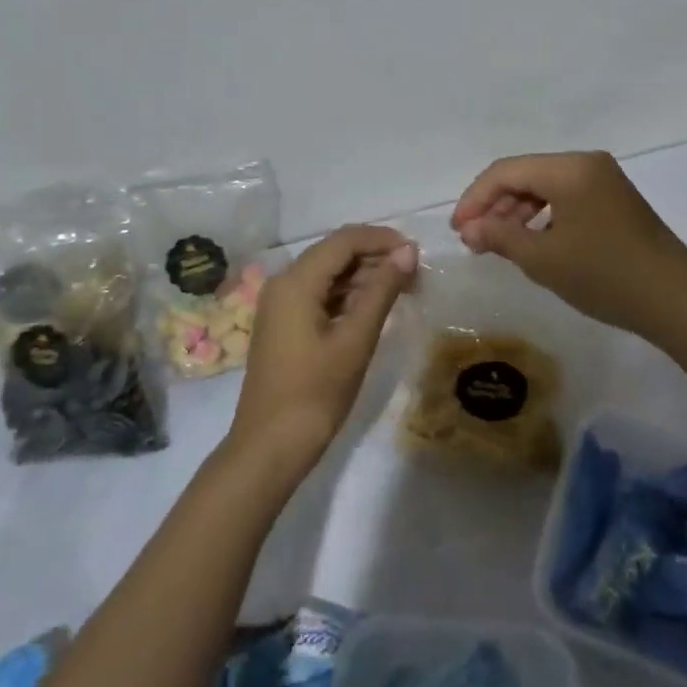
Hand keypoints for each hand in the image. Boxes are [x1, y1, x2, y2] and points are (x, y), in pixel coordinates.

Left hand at [228, 225, 417, 480]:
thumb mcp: (356, 339)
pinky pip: (320, 294)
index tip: (417, 252)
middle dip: (376, 256)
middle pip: (335, 252)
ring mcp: (281, 304)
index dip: (382, 238)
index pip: (344, 240)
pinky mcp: (285, 324)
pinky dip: (349, 294)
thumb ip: (382, 290)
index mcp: (296, 281)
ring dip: (365, 275)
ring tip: (403, 288)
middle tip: (415, 273)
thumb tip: (408, 251)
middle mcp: (284, 282)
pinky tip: (375, 307)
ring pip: (329, 273)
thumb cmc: (315, 394)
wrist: (269, 448)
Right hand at [450, 151, 686, 342]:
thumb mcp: (543, 259)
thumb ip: (499, 237)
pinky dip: (543, 216)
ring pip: (546, 187)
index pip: (506, 171)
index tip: (458, 230)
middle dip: (495, 205)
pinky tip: (533, 243)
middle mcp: (587, 164)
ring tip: (498, 245)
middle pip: (526, 175)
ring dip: (517, 212)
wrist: (675, 299)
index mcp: (569, 168)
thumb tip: (470, 229)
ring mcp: (605, 181)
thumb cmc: (604, 275)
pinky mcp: (616, 200)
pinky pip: (567, 198)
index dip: (475, 198)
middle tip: (474, 240)